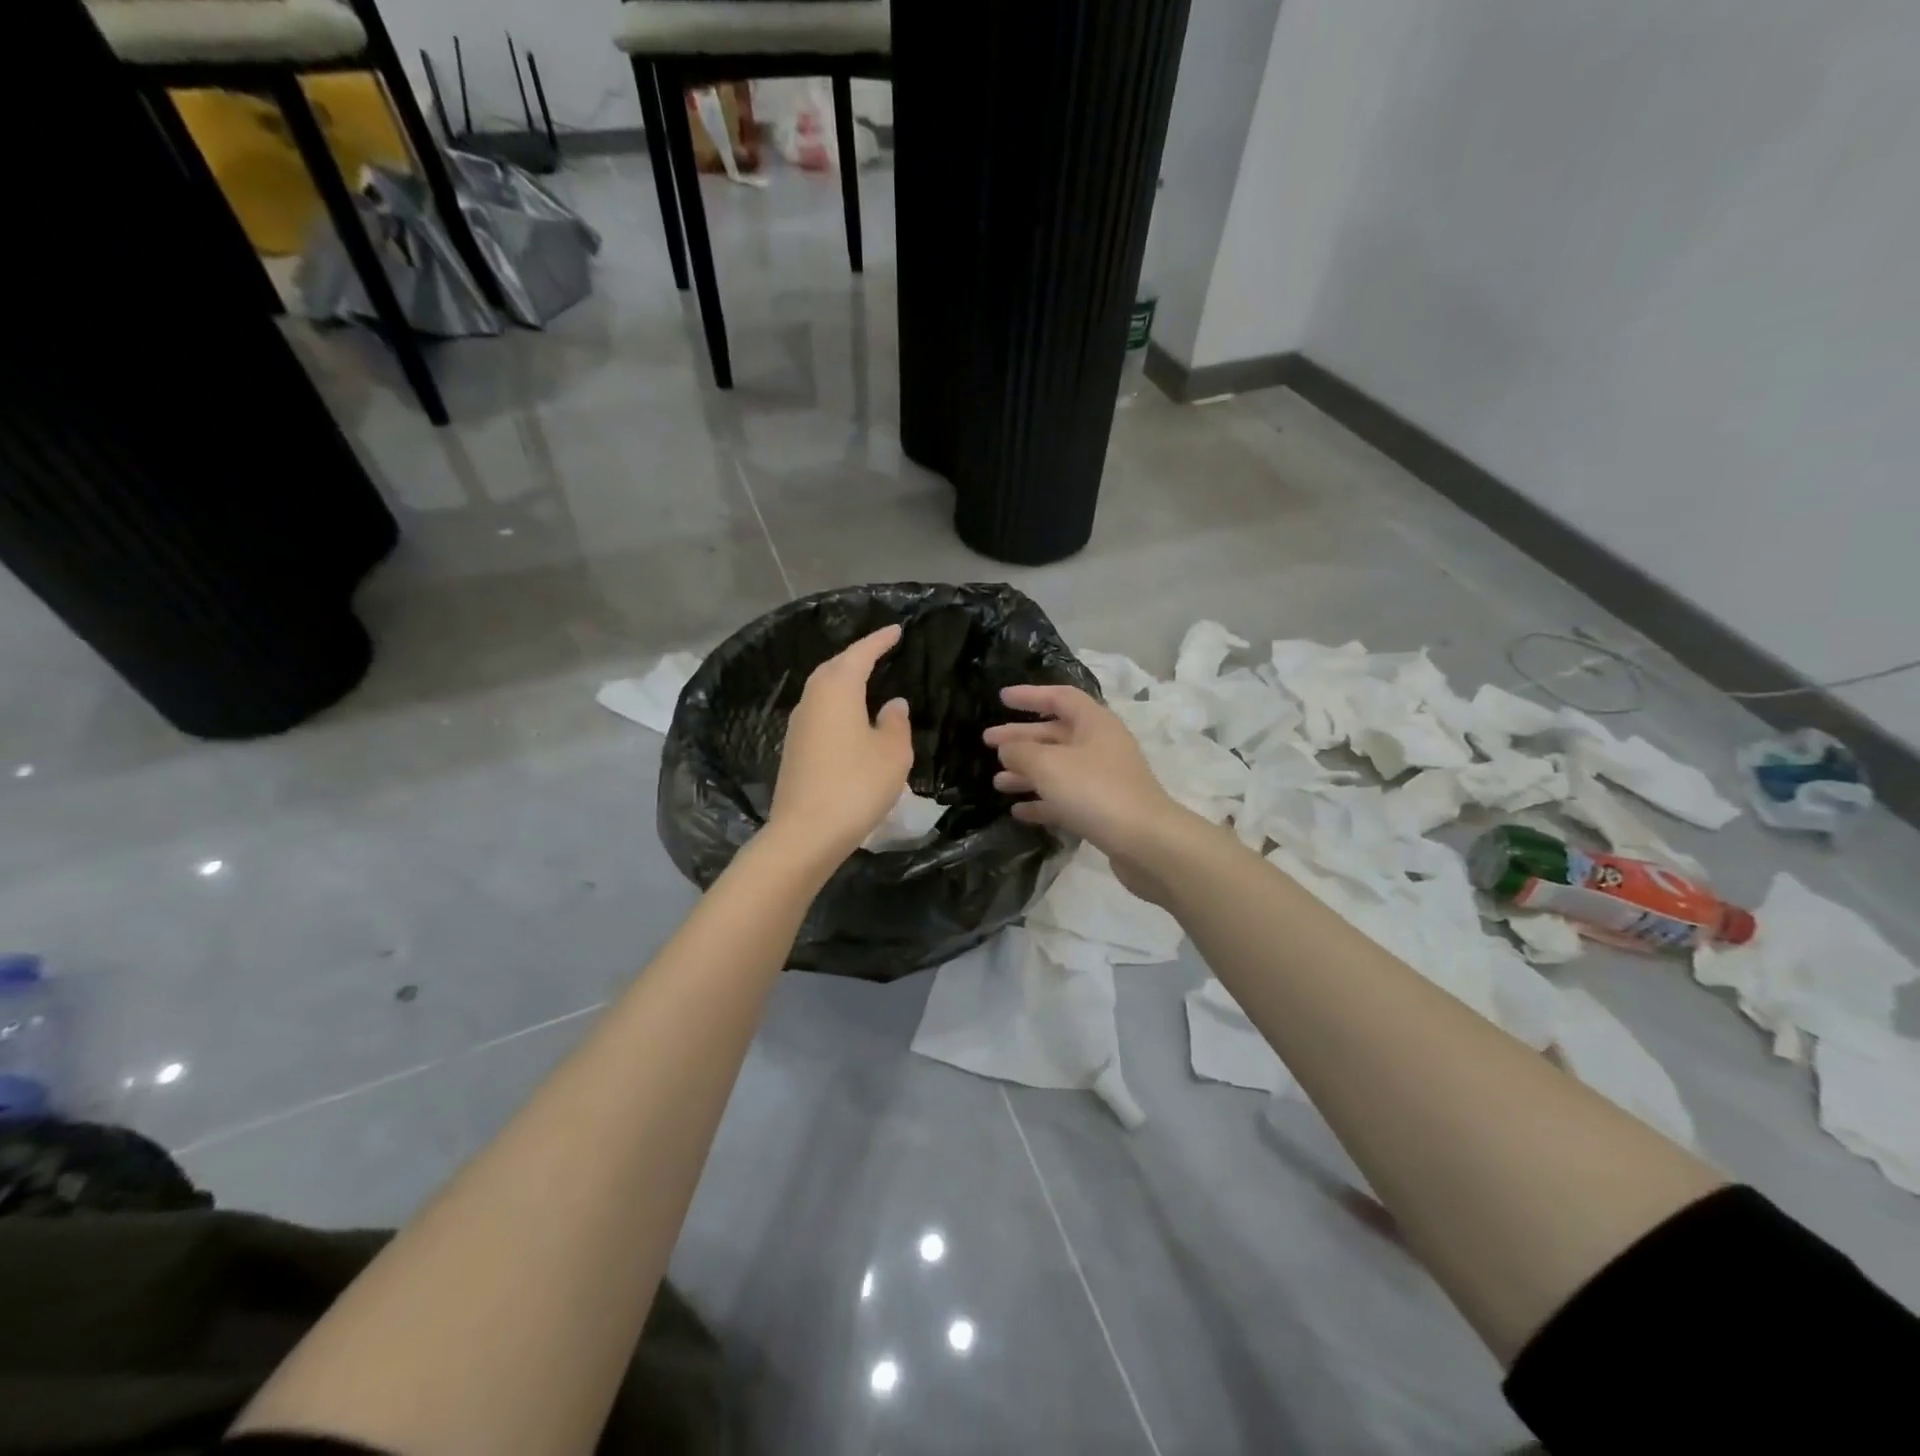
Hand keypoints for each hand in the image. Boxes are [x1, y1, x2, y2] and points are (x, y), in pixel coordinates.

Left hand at [767, 625, 913, 864]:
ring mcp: (799, 724)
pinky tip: (851, 717)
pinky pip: (820, 711)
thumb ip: (896, 722)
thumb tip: (893, 704)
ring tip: (868, 680)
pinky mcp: (794, 747)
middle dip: (857, 656)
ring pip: (824, 689)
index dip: (879, 640)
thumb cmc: (856, 785)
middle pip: (835, 667)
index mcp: (837, 690)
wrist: (806, 832)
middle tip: (881, 651)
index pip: (860, 654)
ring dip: (845, 680)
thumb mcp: (892, 753)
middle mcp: (813, 699)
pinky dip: (838, 704)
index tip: (896, 629)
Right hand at [983, 685, 1191, 886]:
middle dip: (1021, 738)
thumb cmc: (1095, 791)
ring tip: (997, 782)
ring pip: (1058, 768)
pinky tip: (1018, 811)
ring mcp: (1104, 779)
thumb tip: (1007, 749)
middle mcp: (1101, 746)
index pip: (1059, 697)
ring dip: (1027, 772)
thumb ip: (1020, 752)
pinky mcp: (1104, 810)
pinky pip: (1066, 798)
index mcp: (1094, 723)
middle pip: (1055, 734)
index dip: (1030, 695)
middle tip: (987, 742)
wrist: (1146, 842)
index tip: (1001, 698)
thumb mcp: (1048, 765)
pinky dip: (1042, 801)